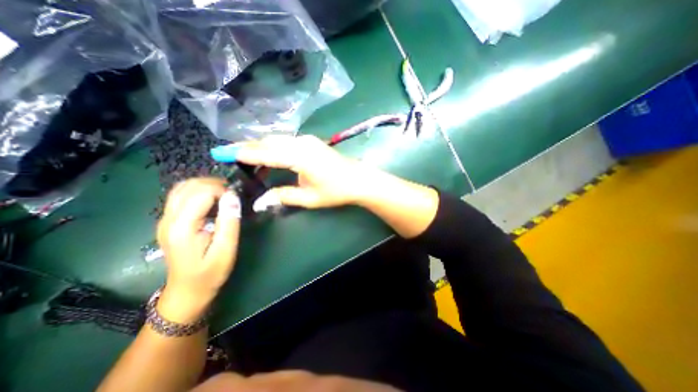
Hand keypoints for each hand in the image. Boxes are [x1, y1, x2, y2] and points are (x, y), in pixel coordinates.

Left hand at [153, 178, 241, 320]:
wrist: (187, 290)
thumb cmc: (210, 272)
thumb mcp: (226, 249)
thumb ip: (229, 221)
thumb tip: (233, 196)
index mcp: (182, 227)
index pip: (201, 193)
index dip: (222, 190)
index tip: (237, 199)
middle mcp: (168, 219)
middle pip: (188, 186)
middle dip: (214, 184)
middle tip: (233, 194)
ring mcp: (165, 219)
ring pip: (182, 188)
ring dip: (205, 185)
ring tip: (224, 194)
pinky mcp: (168, 221)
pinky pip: (181, 195)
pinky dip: (198, 191)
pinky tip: (212, 199)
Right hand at [211, 135, 375, 210]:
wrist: (358, 180)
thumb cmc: (336, 191)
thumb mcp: (309, 198)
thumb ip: (284, 196)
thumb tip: (260, 201)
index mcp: (299, 157)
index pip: (265, 154)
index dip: (243, 154)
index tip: (222, 153)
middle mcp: (301, 143)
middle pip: (268, 142)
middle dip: (248, 147)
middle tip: (229, 154)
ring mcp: (307, 140)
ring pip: (277, 140)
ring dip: (260, 146)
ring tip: (244, 155)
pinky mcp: (311, 142)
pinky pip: (286, 141)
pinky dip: (273, 147)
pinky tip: (268, 155)